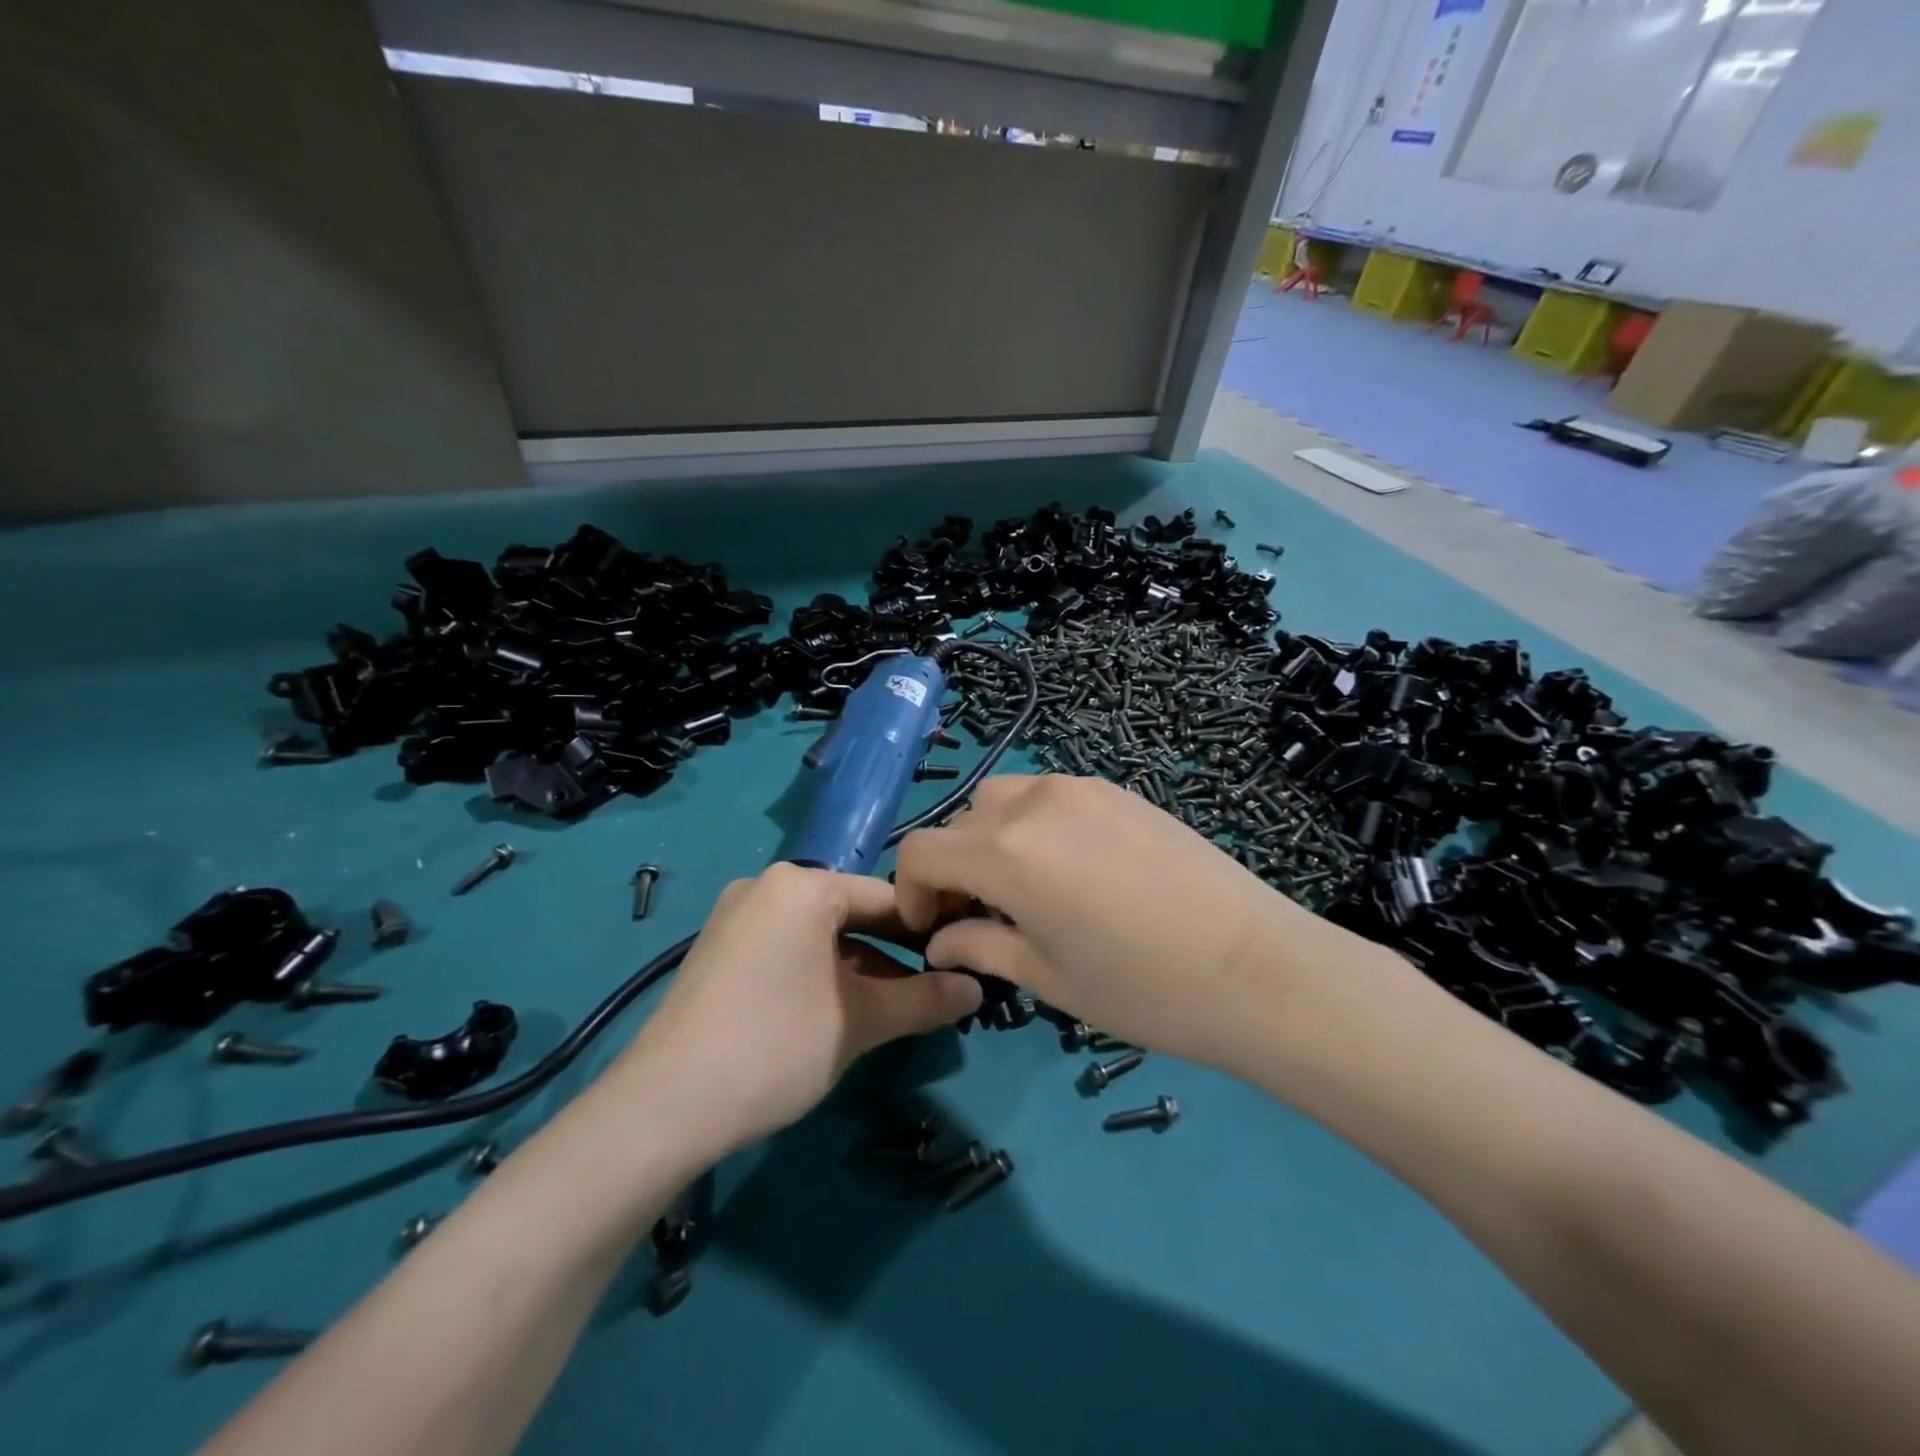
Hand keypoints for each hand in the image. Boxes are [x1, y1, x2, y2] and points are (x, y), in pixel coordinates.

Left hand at [613, 864, 982, 1155]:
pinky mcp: (719, 952)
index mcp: (801, 884)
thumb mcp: (861, 1022)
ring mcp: (737, 918)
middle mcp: (766, 887)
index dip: (929, 930)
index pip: (886, 897)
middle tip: (936, 988)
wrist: (661, 1109)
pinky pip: (788, 950)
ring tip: (898, 1008)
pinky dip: (823, 974)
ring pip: (820, 935)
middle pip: (852, 914)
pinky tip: (843, 1011)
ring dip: (862, 968)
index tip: (963, 959)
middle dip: (896, 953)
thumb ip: (925, 999)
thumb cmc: (775, 1046)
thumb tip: (977, 988)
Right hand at [894, 775, 1336, 1067]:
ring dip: (993, 838)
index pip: (920, 850)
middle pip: (961, 821)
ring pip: (1005, 799)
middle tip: (981, 914)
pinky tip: (1074, 868)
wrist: (1255, 967)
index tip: (932, 927)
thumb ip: (981, 947)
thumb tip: (939, 940)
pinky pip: (1051, 795)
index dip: (911, 890)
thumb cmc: (1144, 989)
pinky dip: (1036, 824)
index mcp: (1007, 854)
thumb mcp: (1049, 978)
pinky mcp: (1117, 789)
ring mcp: (1080, 788)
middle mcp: (1034, 804)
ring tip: (1026, 887)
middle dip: (954, 866)